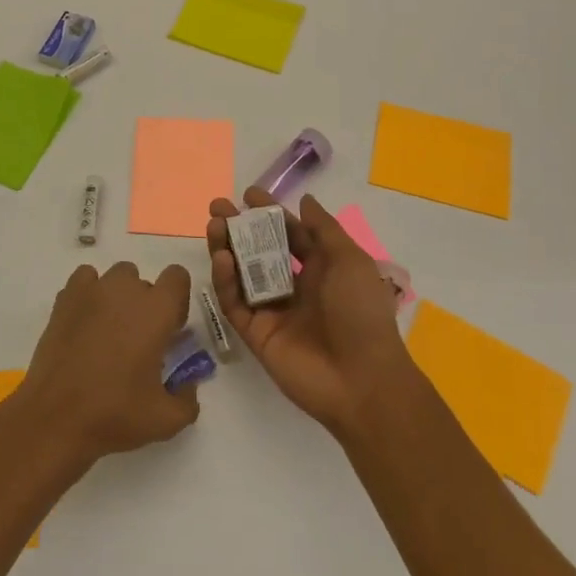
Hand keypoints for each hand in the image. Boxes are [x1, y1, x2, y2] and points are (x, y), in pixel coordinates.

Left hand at [12, 260, 201, 466]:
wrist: (55, 418)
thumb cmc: (115, 414)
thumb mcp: (166, 420)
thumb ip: (188, 399)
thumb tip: (187, 384)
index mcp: (156, 311)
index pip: (177, 276)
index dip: (177, 301)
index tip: (169, 330)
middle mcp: (125, 290)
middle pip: (144, 281)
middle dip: (146, 305)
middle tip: (137, 342)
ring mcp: (92, 291)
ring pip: (115, 278)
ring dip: (118, 297)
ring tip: (108, 332)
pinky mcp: (64, 299)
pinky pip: (85, 280)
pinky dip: (89, 294)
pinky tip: (85, 322)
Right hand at [208, 190, 410, 434]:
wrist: (361, 380)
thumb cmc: (361, 313)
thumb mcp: (350, 261)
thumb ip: (324, 229)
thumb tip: (304, 200)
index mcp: (320, 269)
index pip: (289, 234)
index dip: (269, 213)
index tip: (247, 195)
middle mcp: (294, 286)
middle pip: (259, 251)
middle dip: (238, 227)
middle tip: (217, 207)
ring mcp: (272, 311)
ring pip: (241, 274)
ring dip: (226, 248)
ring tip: (214, 226)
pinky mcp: (255, 334)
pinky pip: (235, 303)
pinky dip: (225, 281)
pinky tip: (221, 258)